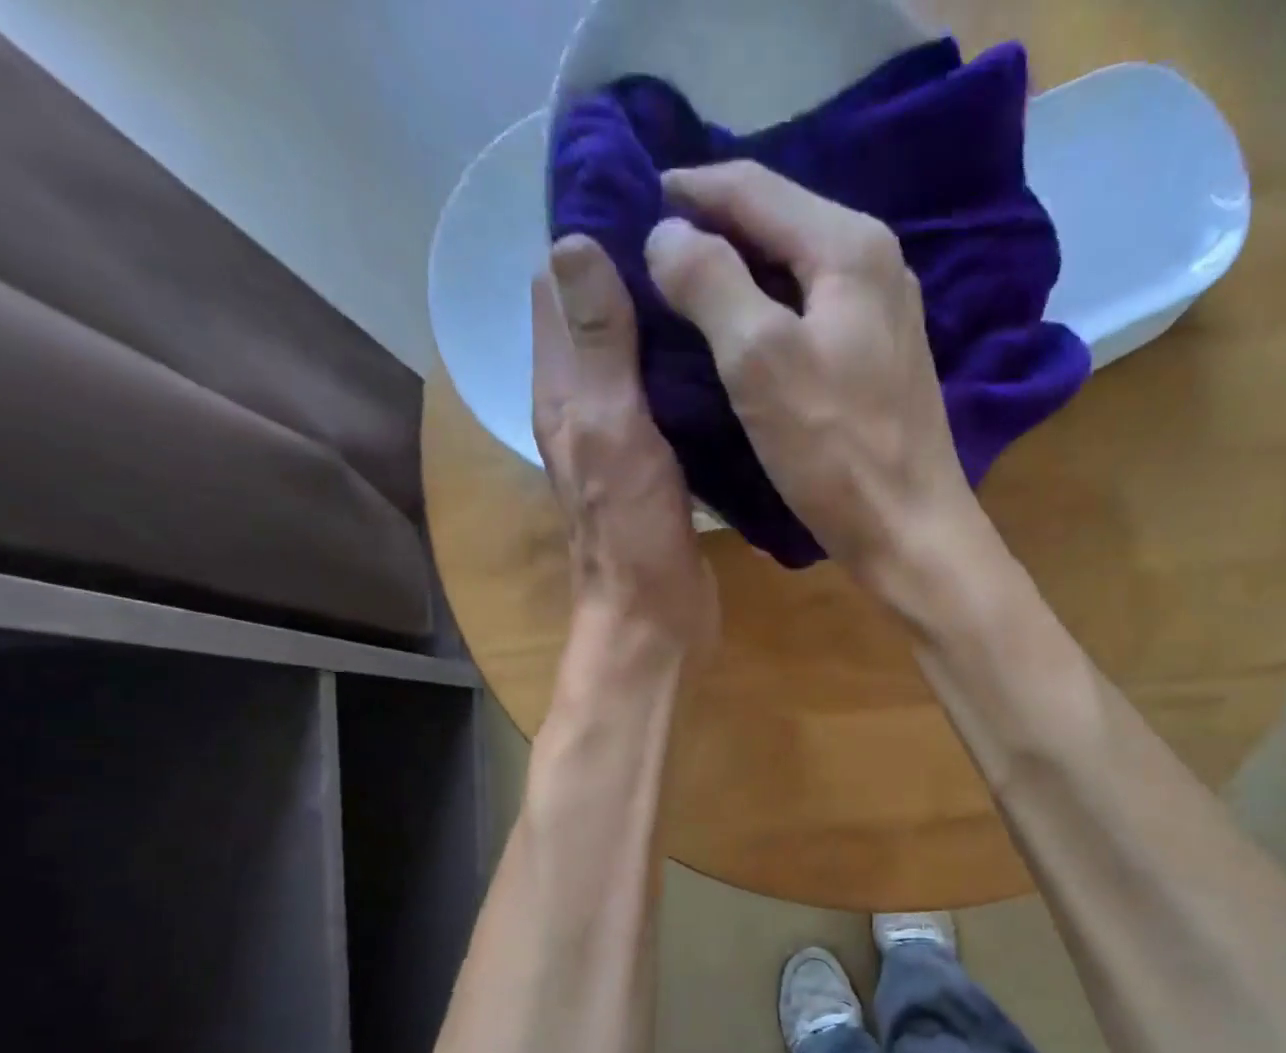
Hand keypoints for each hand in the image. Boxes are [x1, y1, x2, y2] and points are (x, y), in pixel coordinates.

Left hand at [533, 236, 718, 659]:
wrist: (653, 620)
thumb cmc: (631, 532)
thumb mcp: (612, 429)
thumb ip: (597, 345)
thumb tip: (571, 239)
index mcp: (562, 391)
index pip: (557, 288)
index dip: (591, 236)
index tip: (650, 199)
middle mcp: (584, 407)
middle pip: (600, 320)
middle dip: (637, 274)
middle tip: (703, 238)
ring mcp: (622, 439)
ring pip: (637, 360)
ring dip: (667, 323)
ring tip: (721, 284)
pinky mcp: (657, 467)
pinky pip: (667, 401)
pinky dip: (688, 372)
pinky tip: (728, 357)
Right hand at [643, 161, 982, 593]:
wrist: (910, 533)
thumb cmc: (836, 452)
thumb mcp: (760, 360)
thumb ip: (710, 282)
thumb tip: (666, 232)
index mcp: (849, 247)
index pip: (754, 187)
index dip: (688, 190)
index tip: (629, 200)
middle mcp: (876, 265)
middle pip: (778, 222)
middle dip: (713, 227)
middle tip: (649, 248)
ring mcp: (883, 316)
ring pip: (794, 270)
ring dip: (739, 272)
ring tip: (683, 289)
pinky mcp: (880, 362)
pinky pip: (811, 313)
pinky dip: (767, 313)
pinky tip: (739, 336)